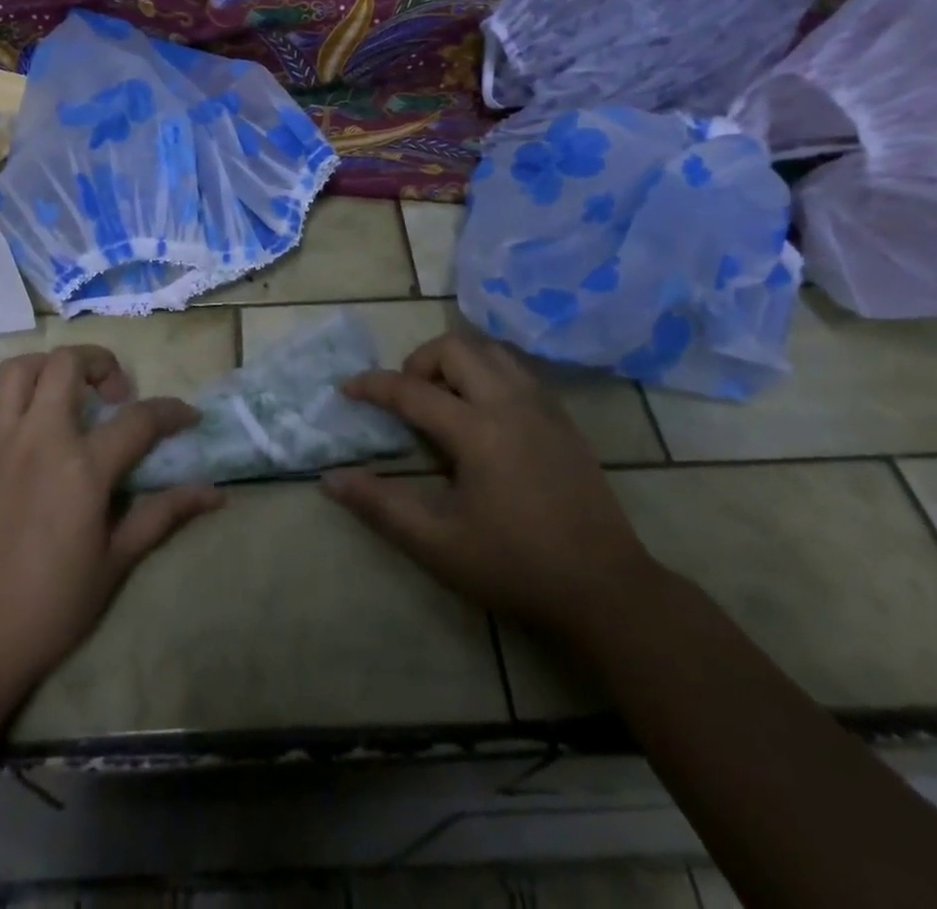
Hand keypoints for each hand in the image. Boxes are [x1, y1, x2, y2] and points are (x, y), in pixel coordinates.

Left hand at [0, 345, 222, 707]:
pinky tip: (11, 423)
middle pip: (67, 364)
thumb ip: (163, 515)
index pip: (140, 419)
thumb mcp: (116, 562)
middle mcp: (39, 440)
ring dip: (45, 369)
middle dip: (101, 362)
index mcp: (83, 467)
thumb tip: (214, 493)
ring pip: (15, 371)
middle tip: (115, 393)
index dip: (171, 411)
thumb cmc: (50, 607)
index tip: (188, 417)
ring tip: (64, 393)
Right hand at [321, 332, 652, 634]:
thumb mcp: (437, 544)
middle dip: (419, 361)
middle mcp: (510, 403)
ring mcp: (542, 406)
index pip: (411, 389)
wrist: (605, 589)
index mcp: (477, 431)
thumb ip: (380, 506)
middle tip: (406, 398)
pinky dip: (487, 372)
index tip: (346, 389)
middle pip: (455, 348)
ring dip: (456, 361)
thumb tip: (330, 480)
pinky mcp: (563, 417)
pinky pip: (516, 370)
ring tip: (443, 399)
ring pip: (490, 351)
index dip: (372, 385)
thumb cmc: (515, 567)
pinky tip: (482, 413)